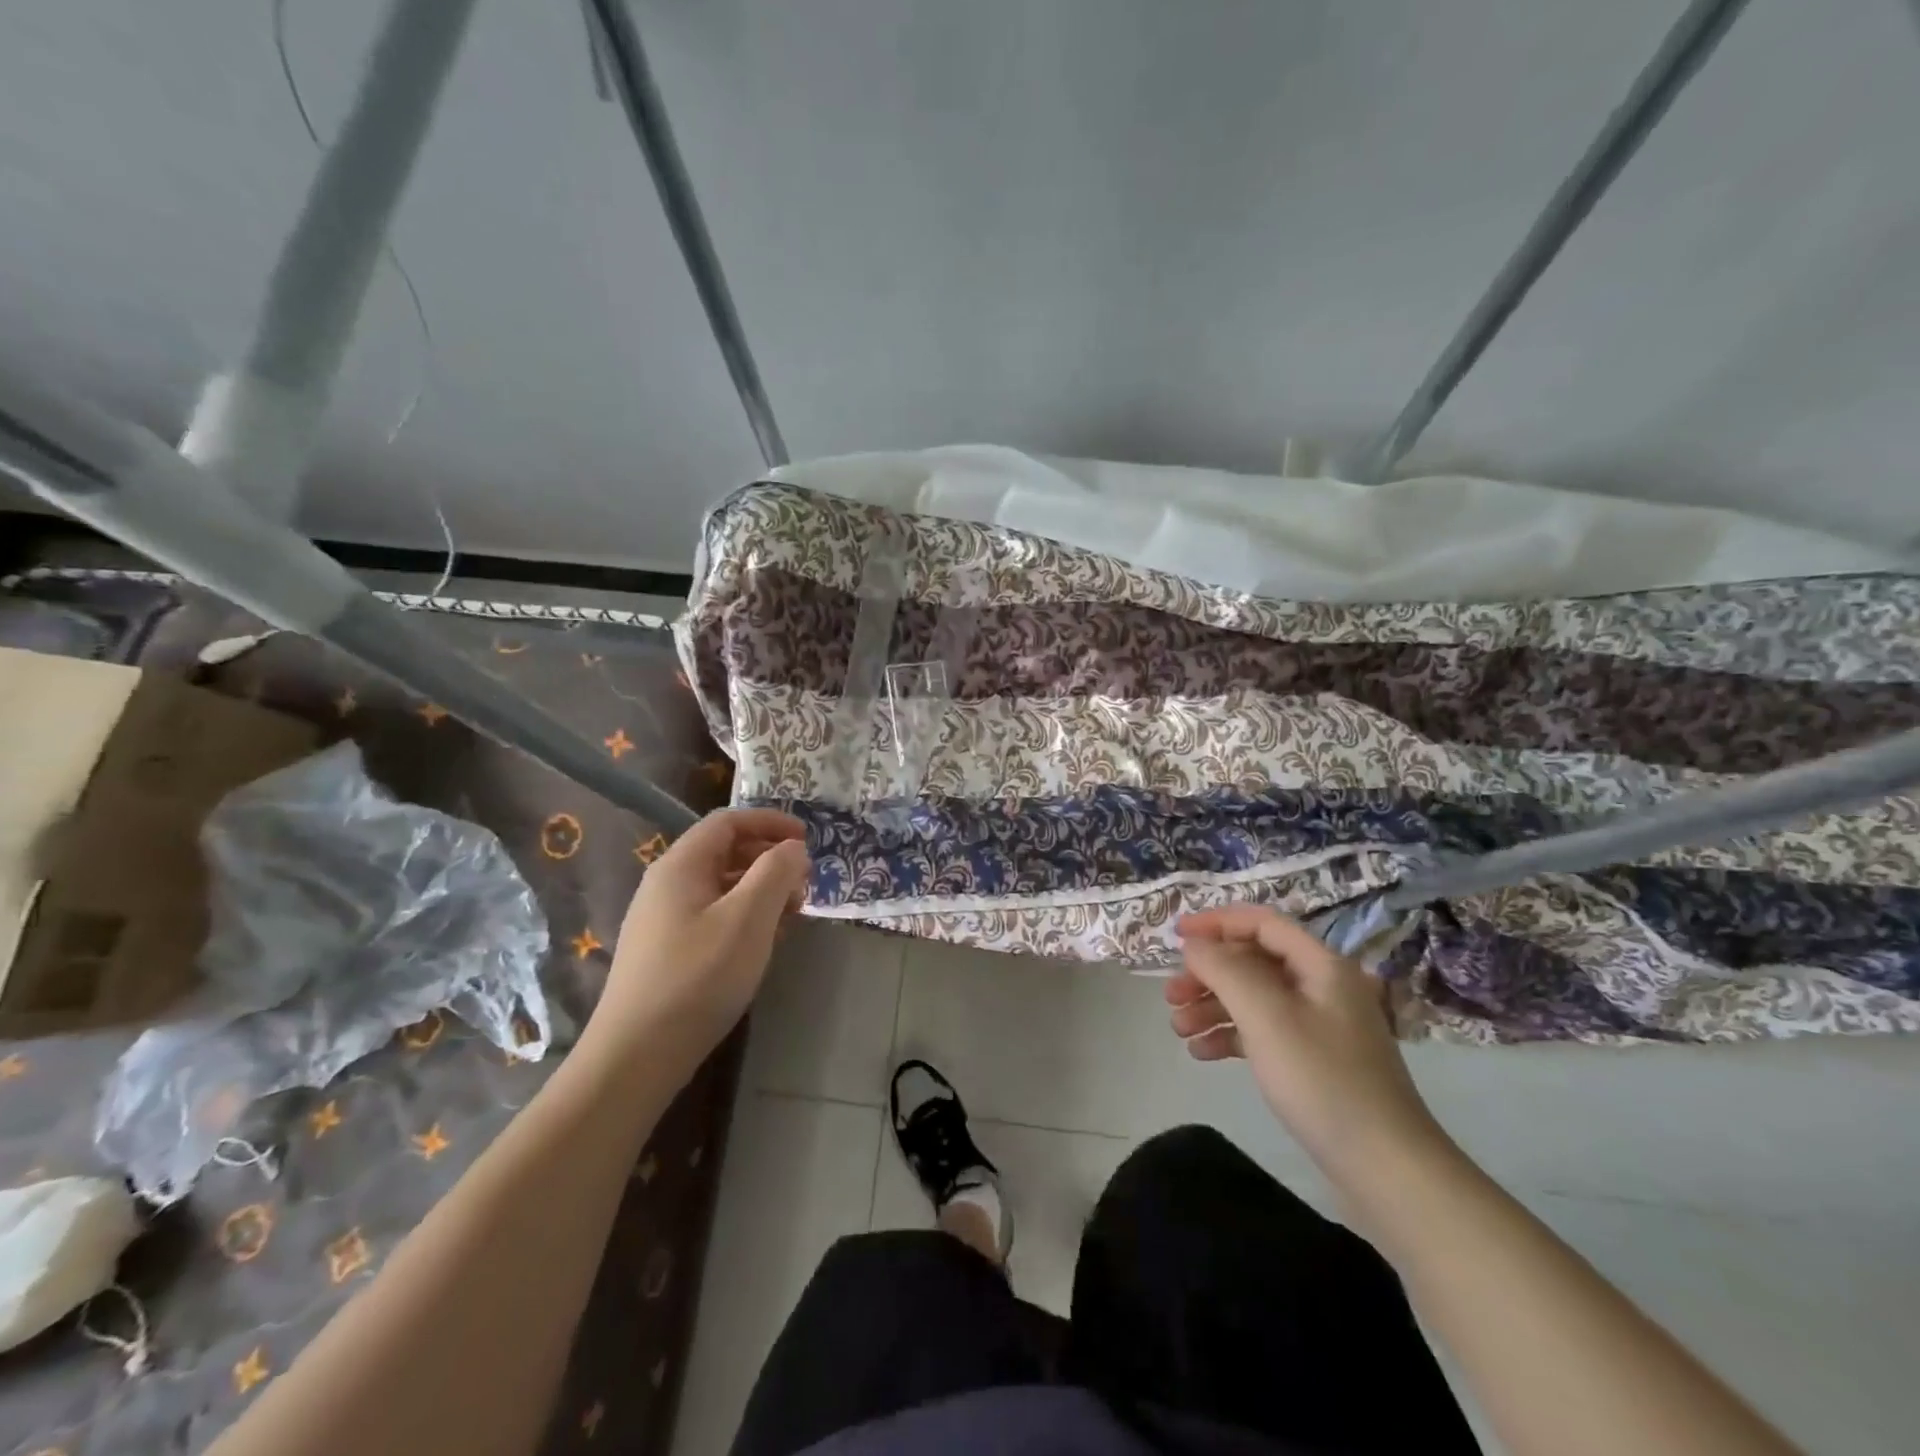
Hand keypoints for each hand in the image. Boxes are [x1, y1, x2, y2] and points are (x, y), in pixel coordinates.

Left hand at [594, 809, 810, 1064]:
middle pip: (724, 851)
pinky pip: (712, 915)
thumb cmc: (699, 977)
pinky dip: (744, 916)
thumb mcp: (748, 918)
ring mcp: (662, 919)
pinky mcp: (665, 951)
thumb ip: (776, 873)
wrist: (636, 1056)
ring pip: (720, 886)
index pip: (728, 821)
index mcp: (681, 865)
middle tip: (805, 883)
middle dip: (769, 859)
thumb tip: (793, 848)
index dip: (770, 822)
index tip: (807, 839)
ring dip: (760, 890)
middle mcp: (666, 884)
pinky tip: (763, 943)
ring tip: (792, 915)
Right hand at [1168, 905, 1450, 1196]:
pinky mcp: (1314, 1060)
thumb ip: (1224, 970)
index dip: (1216, 922)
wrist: (1386, 1168)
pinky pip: (1263, 1031)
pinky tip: (1202, 1053)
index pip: (1261, 923)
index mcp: (1321, 966)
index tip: (1175, 936)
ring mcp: (1319, 1026)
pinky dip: (1230, 1035)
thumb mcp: (1266, 1016)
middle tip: (1170, 995)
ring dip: (1213, 1006)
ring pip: (1254, 998)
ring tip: (1178, 1029)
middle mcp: (1322, 987)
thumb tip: (1195, 945)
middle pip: (1253, 962)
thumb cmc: (1323, 1080)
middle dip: (1208, 974)